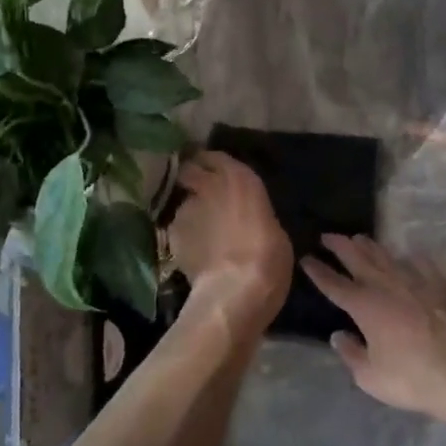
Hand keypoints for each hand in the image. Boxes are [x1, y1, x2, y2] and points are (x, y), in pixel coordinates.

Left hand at [168, 152, 292, 336]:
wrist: (236, 289)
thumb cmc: (269, 256)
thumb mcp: (274, 228)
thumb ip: (254, 213)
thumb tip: (246, 218)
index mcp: (240, 178)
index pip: (216, 156)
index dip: (212, 164)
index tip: (215, 172)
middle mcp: (209, 185)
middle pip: (189, 169)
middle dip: (191, 177)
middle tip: (198, 191)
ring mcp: (186, 208)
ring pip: (183, 202)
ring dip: (190, 212)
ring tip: (199, 231)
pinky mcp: (171, 233)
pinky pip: (177, 229)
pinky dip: (183, 236)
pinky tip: (193, 252)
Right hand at [303, 237, 445, 425]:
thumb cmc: (412, 379)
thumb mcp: (370, 377)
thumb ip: (351, 354)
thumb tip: (338, 335)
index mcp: (365, 306)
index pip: (334, 284)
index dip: (318, 271)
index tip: (307, 258)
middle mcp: (387, 287)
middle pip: (359, 260)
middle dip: (341, 246)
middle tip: (328, 235)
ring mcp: (416, 284)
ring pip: (388, 258)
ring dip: (371, 247)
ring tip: (360, 238)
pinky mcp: (441, 288)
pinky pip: (424, 267)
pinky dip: (414, 260)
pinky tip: (411, 256)